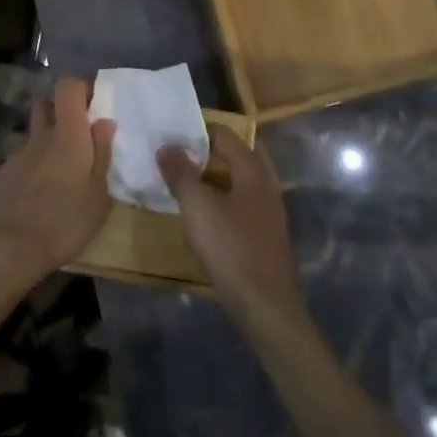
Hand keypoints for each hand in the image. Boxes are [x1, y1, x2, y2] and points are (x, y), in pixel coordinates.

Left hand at [0, 77, 114, 289]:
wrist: (9, 249)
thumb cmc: (65, 222)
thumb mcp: (99, 195)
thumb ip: (102, 154)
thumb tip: (103, 122)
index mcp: (68, 135)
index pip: (68, 87)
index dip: (80, 89)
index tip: (91, 106)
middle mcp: (39, 137)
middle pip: (45, 104)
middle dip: (59, 111)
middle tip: (75, 138)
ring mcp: (15, 155)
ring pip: (33, 138)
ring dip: (45, 147)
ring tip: (56, 179)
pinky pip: (19, 164)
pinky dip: (29, 173)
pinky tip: (33, 200)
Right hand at [158, 126, 304, 325]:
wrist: (265, 304)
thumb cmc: (231, 248)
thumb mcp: (197, 207)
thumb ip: (181, 174)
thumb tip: (166, 146)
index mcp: (252, 169)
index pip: (226, 134)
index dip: (198, 131)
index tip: (171, 135)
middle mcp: (266, 183)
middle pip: (238, 154)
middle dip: (210, 152)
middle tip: (180, 157)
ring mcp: (270, 209)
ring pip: (242, 179)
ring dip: (217, 176)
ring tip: (188, 182)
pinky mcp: (267, 233)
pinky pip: (243, 202)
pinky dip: (225, 198)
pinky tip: (207, 214)